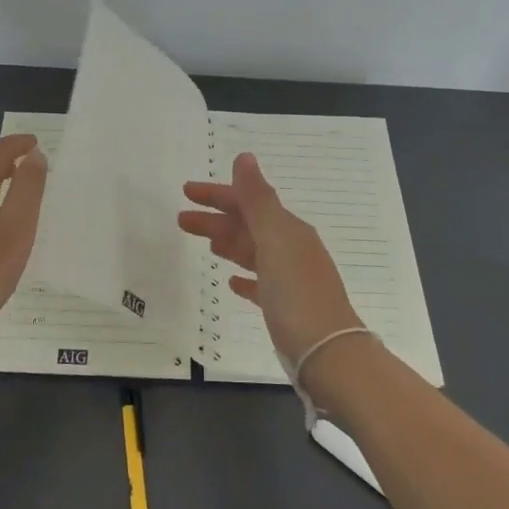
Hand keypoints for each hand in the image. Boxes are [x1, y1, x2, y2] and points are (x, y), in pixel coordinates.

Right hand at [177, 152, 364, 367]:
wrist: (327, 351)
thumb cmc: (296, 291)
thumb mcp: (275, 238)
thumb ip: (257, 199)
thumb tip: (244, 157)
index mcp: (288, 230)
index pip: (248, 202)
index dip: (217, 194)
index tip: (187, 191)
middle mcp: (291, 249)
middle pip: (247, 226)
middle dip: (215, 219)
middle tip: (181, 219)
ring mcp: (290, 280)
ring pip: (252, 252)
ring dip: (228, 243)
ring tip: (205, 244)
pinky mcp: (286, 309)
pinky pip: (261, 284)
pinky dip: (245, 278)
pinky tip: (231, 283)